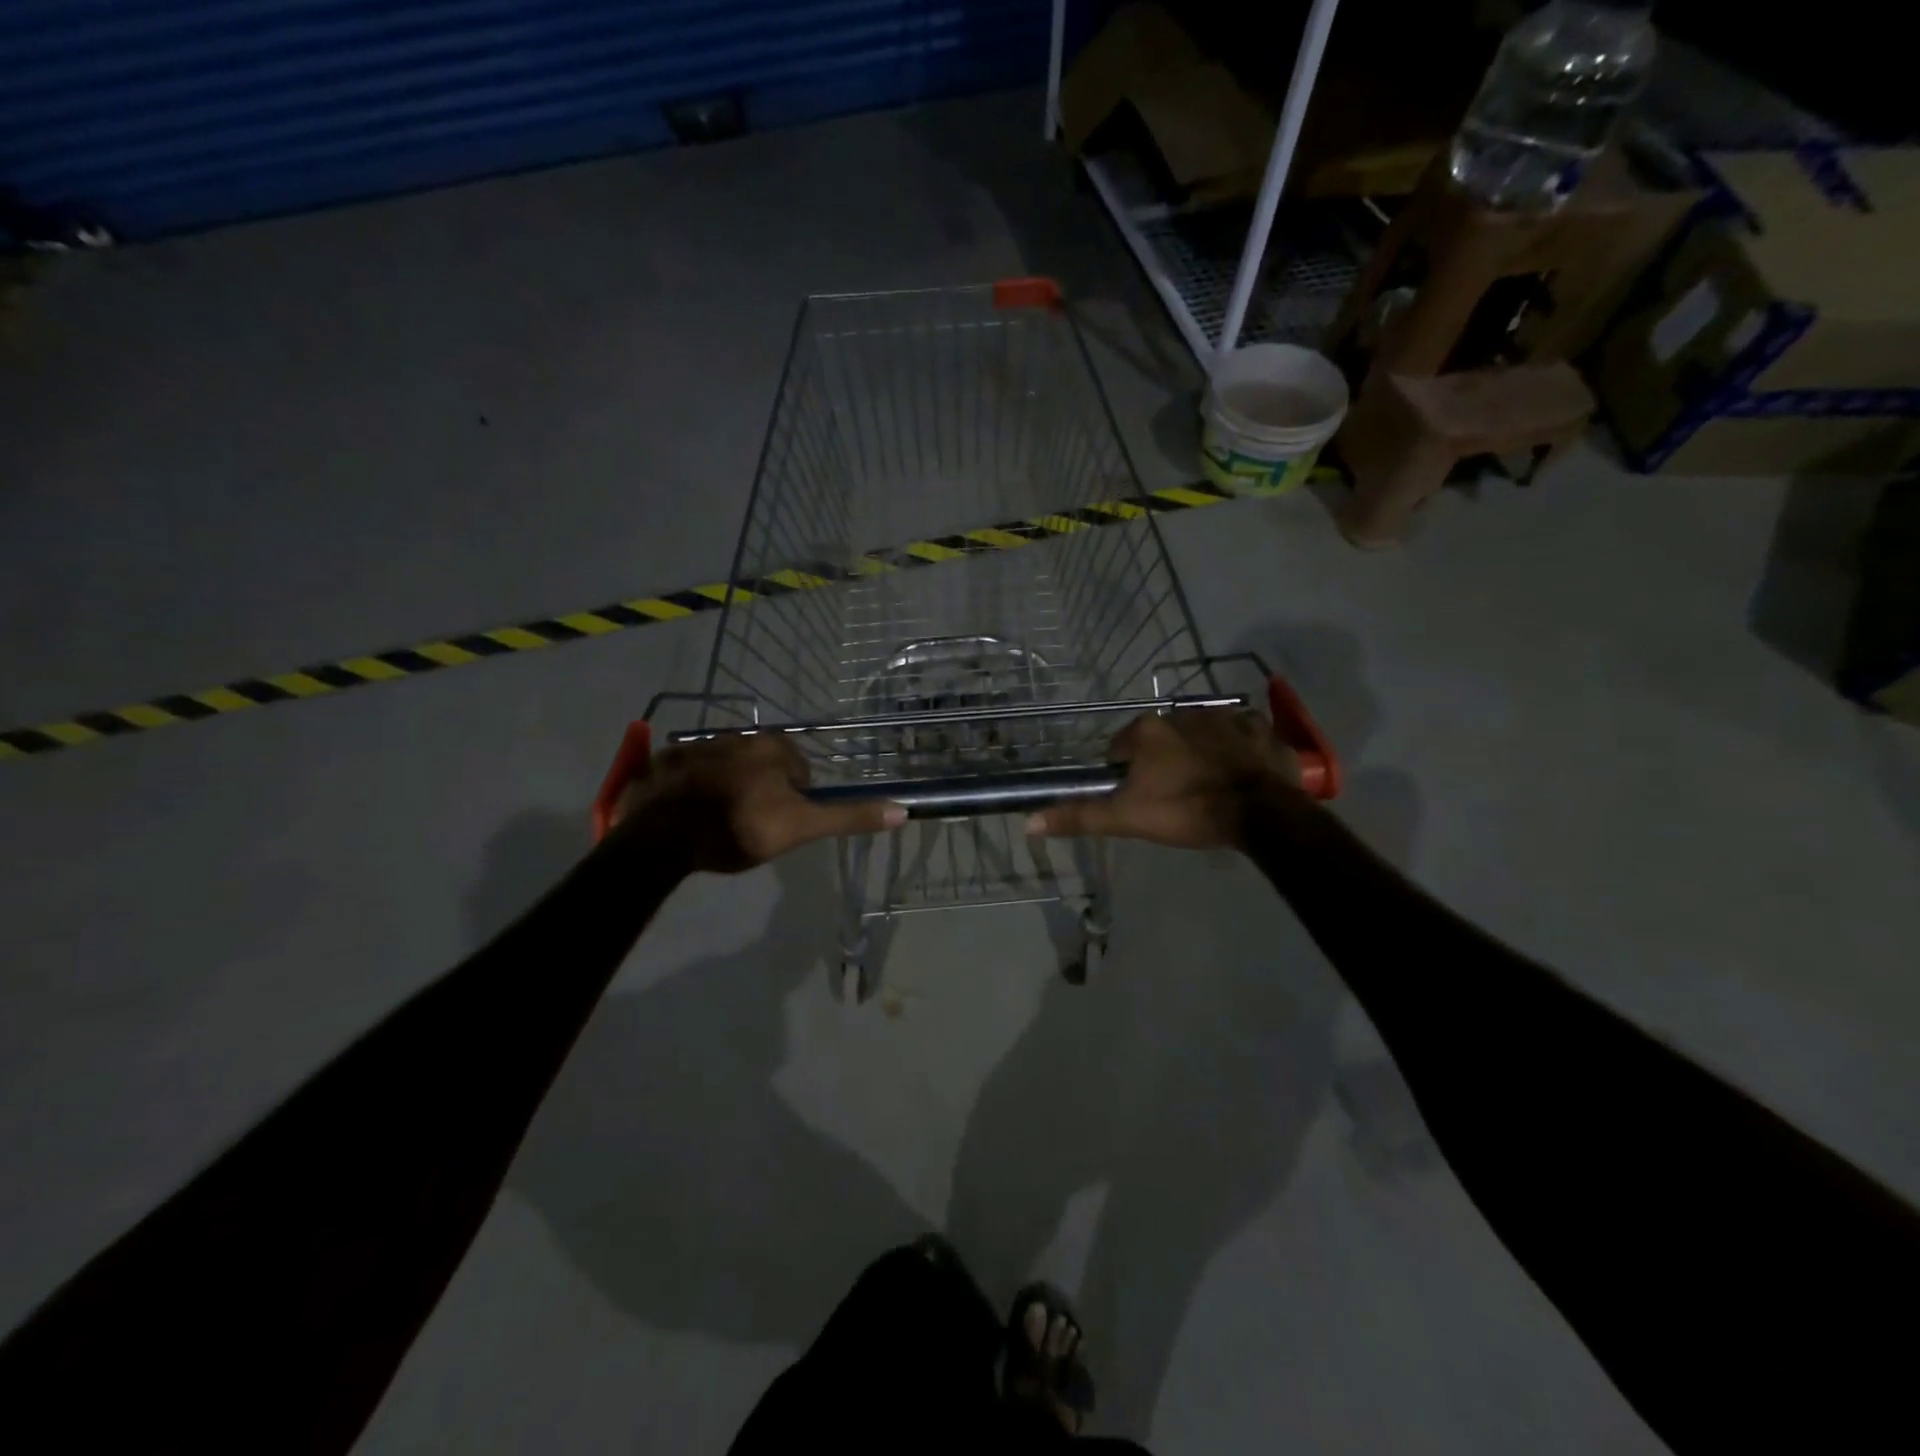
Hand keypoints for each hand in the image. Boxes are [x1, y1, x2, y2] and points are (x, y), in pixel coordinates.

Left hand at [610, 734, 904, 873]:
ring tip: (717, 822)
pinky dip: (693, 787)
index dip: (794, 801)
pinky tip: (688, 814)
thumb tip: (902, 810)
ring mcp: (698, 745)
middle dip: (761, 791)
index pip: (799, 771)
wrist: (663, 836)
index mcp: (773, 748)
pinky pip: (690, 771)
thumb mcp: (800, 828)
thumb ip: (848, 817)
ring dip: (728, 787)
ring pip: (728, 767)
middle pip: (763, 766)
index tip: (777, 825)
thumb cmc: (739, 827)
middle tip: (748, 825)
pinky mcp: (666, 760)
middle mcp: (738, 736)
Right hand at [1026, 709, 1300, 849]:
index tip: (1138, 795)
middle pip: (1161, 737)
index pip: (1121, 746)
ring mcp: (1225, 716)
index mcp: (1148, 730)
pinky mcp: (1259, 728)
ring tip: (1207, 785)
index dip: (1125, 771)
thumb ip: (1080, 816)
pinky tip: (1240, 771)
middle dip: (1163, 759)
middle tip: (1173, 794)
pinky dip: (1238, 747)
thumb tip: (1028, 823)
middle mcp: (1182, 713)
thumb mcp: (1127, 818)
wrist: (1261, 813)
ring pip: (1200, 732)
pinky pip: (1241, 733)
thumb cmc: (1187, 810)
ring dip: (1198, 750)